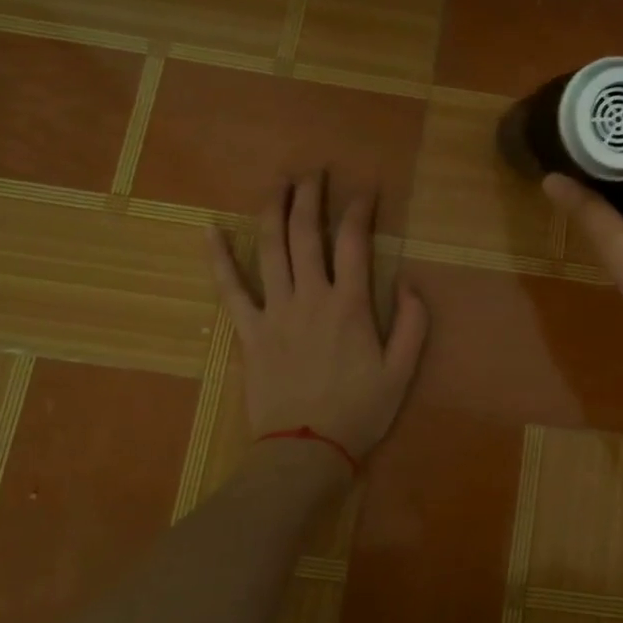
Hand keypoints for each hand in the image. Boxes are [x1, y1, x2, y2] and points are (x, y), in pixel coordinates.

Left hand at [208, 173, 427, 462]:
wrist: (305, 451)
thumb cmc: (359, 412)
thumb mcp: (402, 372)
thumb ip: (412, 324)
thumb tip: (409, 283)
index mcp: (350, 305)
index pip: (354, 242)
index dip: (360, 210)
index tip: (366, 190)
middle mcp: (311, 297)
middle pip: (306, 233)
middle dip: (311, 196)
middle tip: (314, 171)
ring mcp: (275, 311)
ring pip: (271, 249)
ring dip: (273, 210)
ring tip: (278, 182)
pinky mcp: (249, 331)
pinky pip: (230, 289)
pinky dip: (219, 258)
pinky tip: (210, 230)